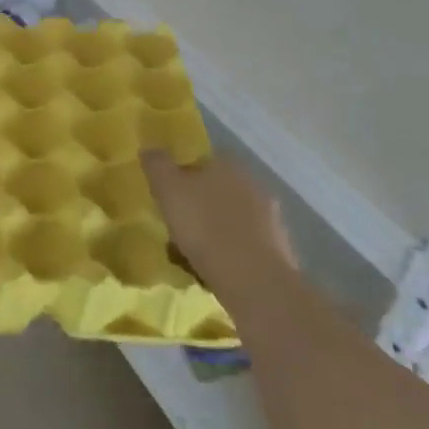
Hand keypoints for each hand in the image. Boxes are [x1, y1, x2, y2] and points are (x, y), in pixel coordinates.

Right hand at [141, 152, 295, 307]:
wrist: (253, 280)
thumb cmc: (205, 227)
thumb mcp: (168, 190)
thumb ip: (157, 165)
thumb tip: (149, 148)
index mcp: (228, 164)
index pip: (202, 161)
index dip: (182, 177)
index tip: (168, 198)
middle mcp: (253, 183)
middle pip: (217, 190)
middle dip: (199, 206)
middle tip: (177, 227)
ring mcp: (270, 217)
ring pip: (231, 219)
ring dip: (214, 231)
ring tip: (191, 256)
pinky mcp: (278, 249)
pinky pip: (244, 245)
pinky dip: (230, 254)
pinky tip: (213, 271)